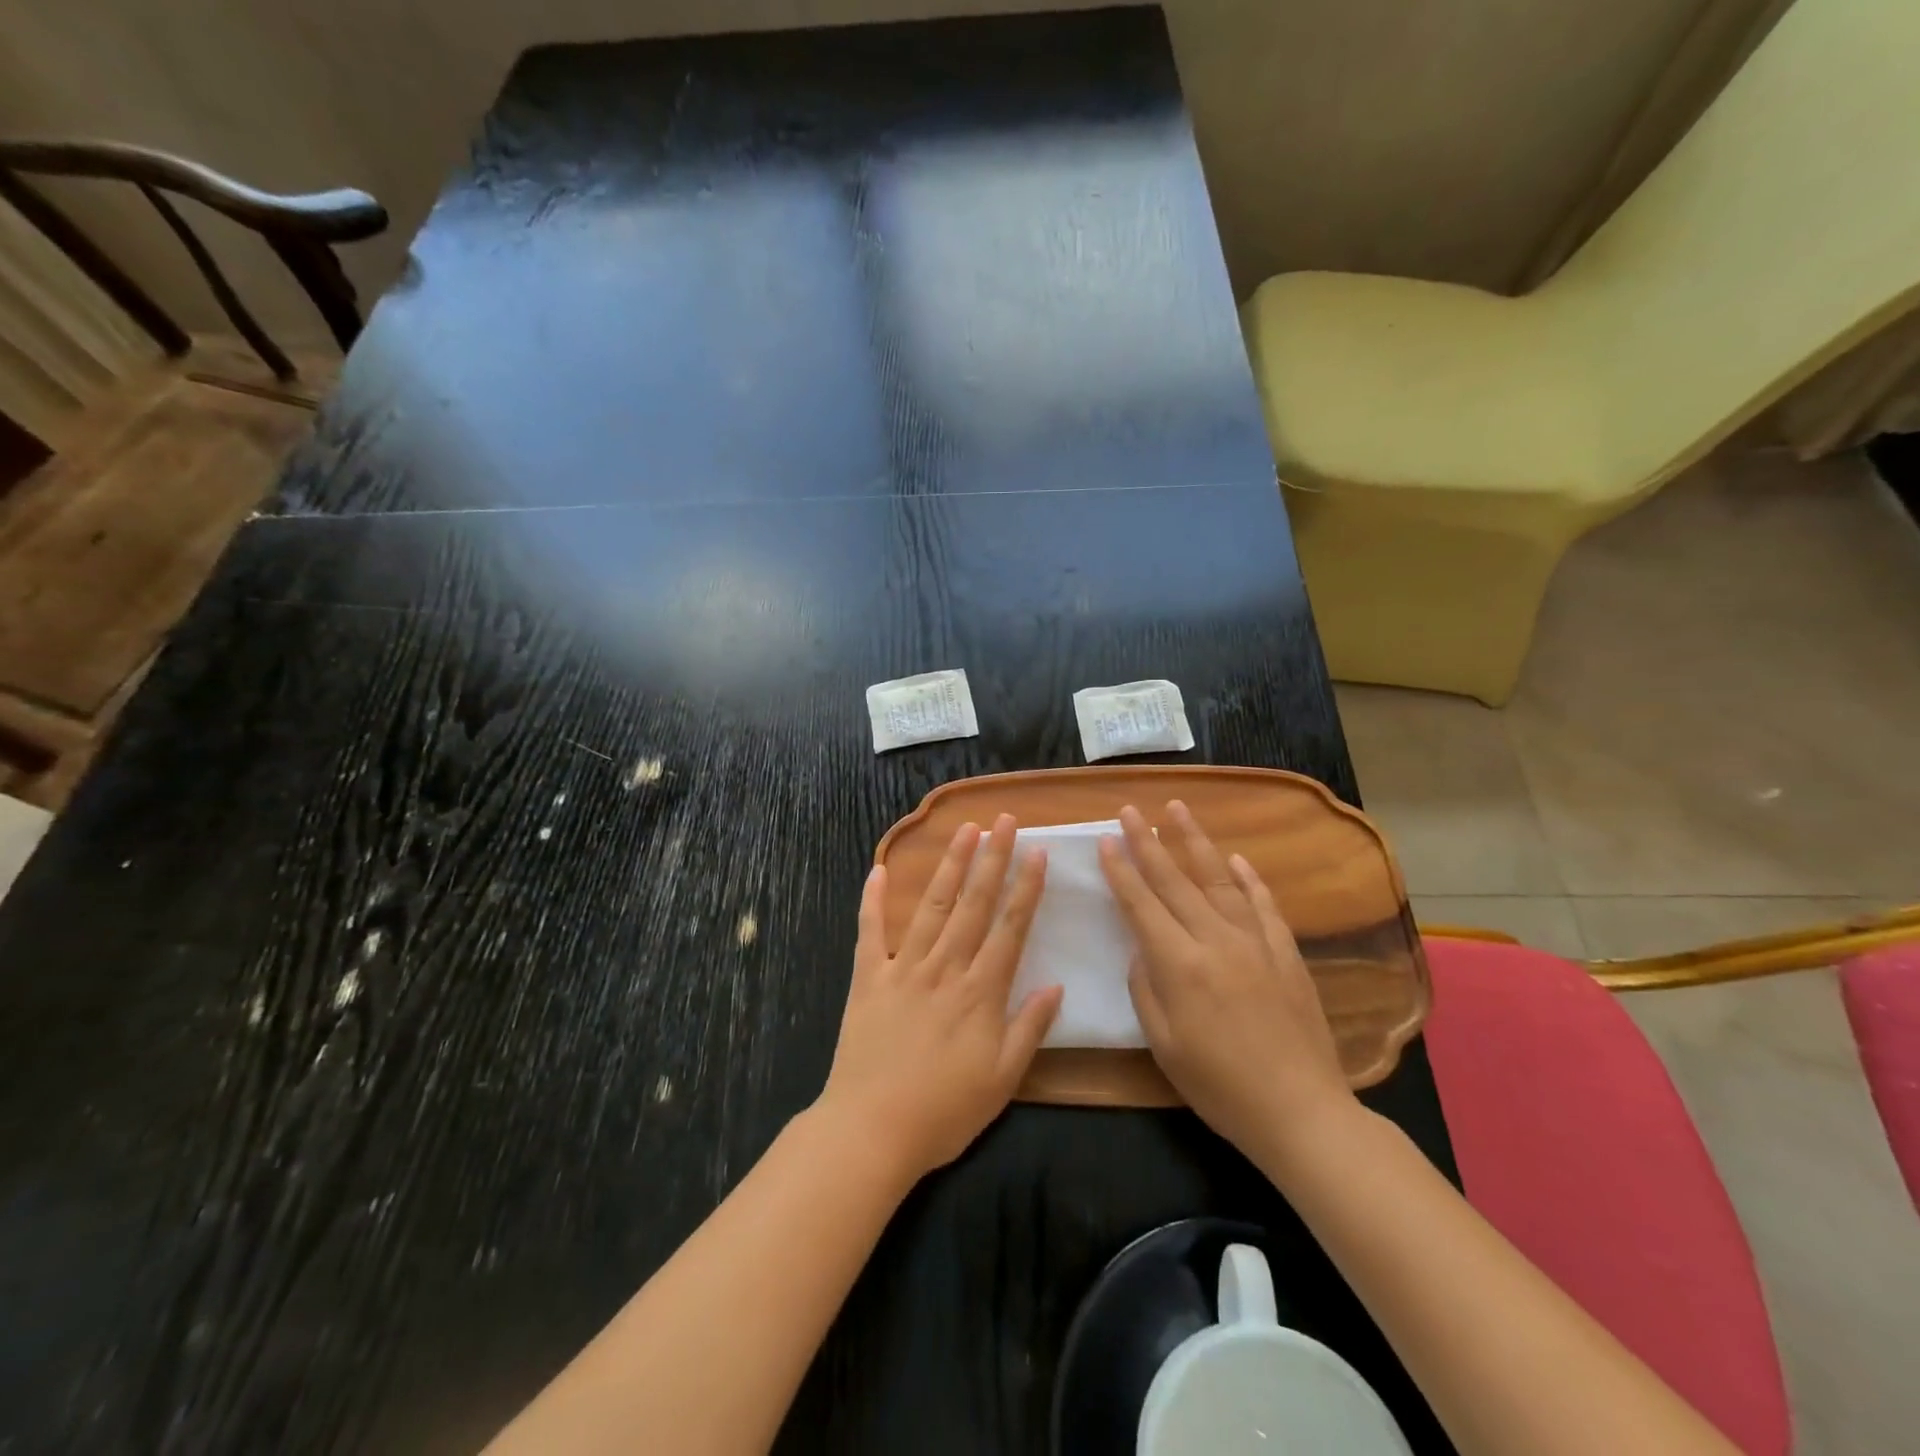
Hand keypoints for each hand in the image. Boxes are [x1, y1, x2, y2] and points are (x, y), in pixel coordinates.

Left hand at [818, 814, 1062, 1183]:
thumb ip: (1030, 1029)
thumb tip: (1057, 985)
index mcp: (980, 993)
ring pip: (932, 906)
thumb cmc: (944, 1112)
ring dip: (949, 865)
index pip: (1010, 928)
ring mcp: (903, 969)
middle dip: (991, 859)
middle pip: (973, 904)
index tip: (1037, 851)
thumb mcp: (1002, 1080)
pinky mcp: (868, 978)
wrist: (871, 1130)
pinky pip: (870, 932)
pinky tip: (878, 869)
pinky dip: (873, 900)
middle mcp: (945, 968)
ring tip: (963, 830)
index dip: (1026, 888)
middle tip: (1003, 822)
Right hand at [1098, 801, 1353, 1163]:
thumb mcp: (1164, 1045)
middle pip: (1175, 880)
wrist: (1302, 1112)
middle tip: (1130, 810)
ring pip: (1218, 879)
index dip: (1121, 870)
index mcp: (1180, 965)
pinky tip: (1235, 858)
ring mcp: (1255, 942)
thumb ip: (1146, 988)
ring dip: (1195, 841)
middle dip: (1148, 842)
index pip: (1141, 904)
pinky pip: (1263, 904)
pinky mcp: (1285, 953)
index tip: (1106, 839)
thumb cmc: (1220, 1086)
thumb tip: (1142, 948)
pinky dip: (1247, 878)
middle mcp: (1216, 940)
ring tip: (1177, 808)